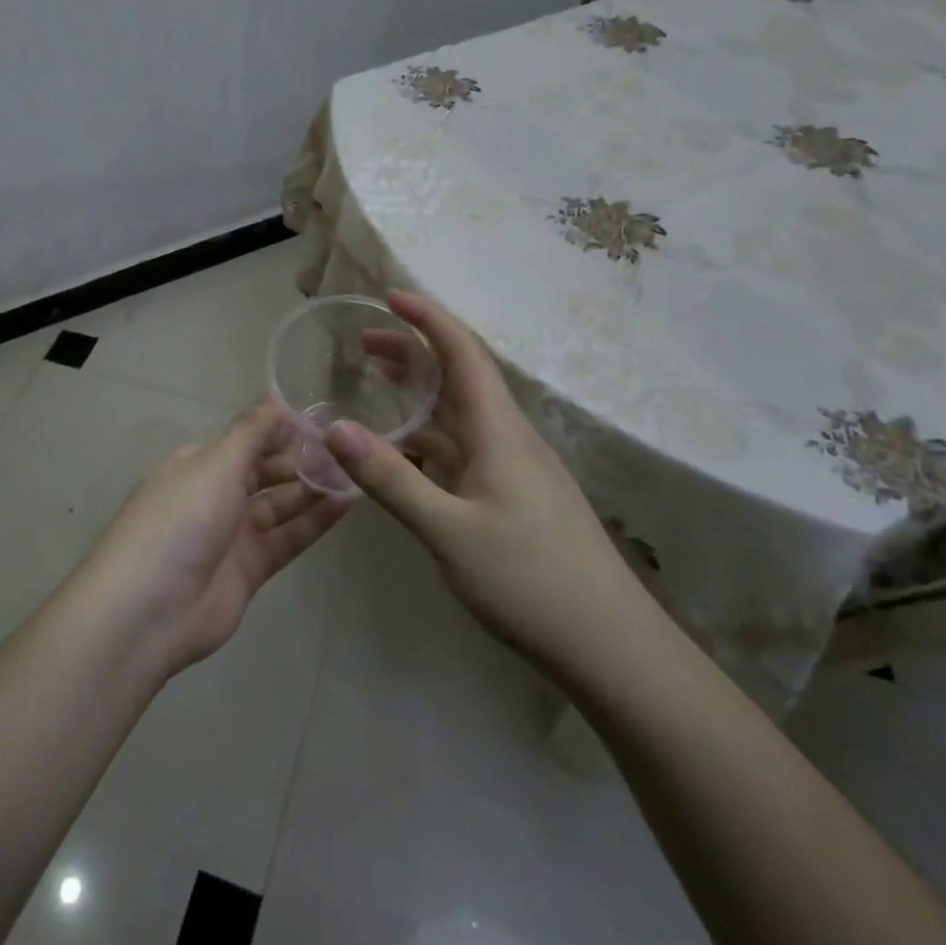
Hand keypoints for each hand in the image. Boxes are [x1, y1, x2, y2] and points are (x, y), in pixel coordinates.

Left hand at [84, 407, 350, 676]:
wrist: (150, 610)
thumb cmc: (180, 521)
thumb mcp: (215, 465)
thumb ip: (251, 432)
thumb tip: (277, 398)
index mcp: (199, 464)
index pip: (246, 438)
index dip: (281, 430)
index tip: (323, 421)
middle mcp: (215, 494)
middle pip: (265, 470)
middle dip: (301, 459)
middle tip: (346, 449)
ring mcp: (233, 533)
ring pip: (280, 503)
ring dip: (312, 489)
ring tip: (354, 473)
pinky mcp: (250, 569)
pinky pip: (287, 537)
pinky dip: (314, 522)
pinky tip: (345, 504)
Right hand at [324, 291, 652, 683]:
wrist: (610, 647)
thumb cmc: (531, 581)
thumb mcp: (448, 531)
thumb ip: (391, 479)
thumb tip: (335, 427)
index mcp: (499, 430)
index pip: (462, 353)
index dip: (427, 318)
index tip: (389, 296)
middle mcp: (509, 438)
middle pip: (458, 377)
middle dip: (412, 352)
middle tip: (360, 346)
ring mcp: (514, 469)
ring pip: (460, 415)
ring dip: (420, 395)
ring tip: (375, 386)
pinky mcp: (514, 497)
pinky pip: (464, 450)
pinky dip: (429, 438)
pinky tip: (405, 453)